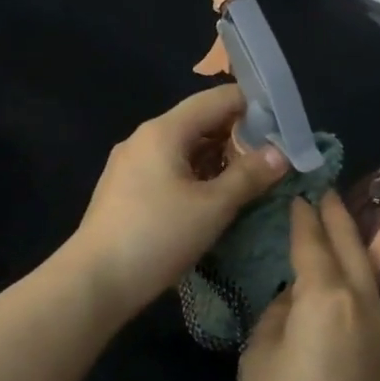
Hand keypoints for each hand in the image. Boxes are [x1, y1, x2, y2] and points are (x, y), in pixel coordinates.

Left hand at [67, 85, 289, 317]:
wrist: (95, 281)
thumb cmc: (157, 236)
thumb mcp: (213, 207)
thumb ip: (249, 176)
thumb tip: (281, 153)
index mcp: (164, 131)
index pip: (217, 99)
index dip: (254, 106)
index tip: (284, 125)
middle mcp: (143, 139)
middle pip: (199, 122)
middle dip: (237, 136)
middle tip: (273, 157)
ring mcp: (130, 165)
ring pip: (183, 149)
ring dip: (217, 159)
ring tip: (250, 179)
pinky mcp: (125, 190)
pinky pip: (168, 170)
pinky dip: (195, 175)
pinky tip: (212, 198)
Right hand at [238, 193, 379, 380]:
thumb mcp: (260, 357)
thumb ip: (276, 315)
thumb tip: (293, 300)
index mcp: (327, 297)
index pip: (314, 242)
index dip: (302, 216)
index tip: (295, 191)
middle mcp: (363, 304)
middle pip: (353, 247)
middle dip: (337, 217)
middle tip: (322, 191)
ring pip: (367, 271)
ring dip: (350, 244)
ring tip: (331, 225)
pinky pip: (368, 297)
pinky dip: (354, 274)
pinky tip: (336, 276)